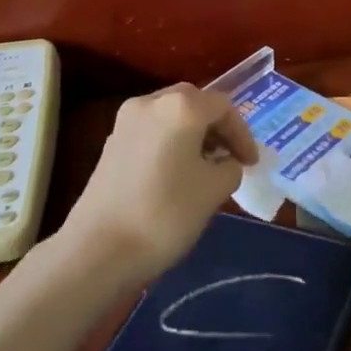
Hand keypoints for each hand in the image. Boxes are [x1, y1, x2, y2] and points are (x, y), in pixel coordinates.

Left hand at [62, 83, 256, 283]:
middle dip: (216, 128)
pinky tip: (177, 173)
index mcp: (181, 107)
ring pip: (171, 115)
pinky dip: (171, 142)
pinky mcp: (111, 142)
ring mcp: (126, 120)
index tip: (251, 164)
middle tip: (231, 158)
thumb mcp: (213, 191)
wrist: (99, 248)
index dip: (242, 134)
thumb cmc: (166, 214)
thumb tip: (224, 163)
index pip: (223, 107)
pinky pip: (152, 131)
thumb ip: (229, 168)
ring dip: (193, 135)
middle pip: (194, 103)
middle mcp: (151, 102)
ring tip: (207, 167)